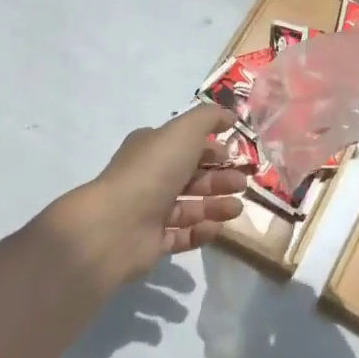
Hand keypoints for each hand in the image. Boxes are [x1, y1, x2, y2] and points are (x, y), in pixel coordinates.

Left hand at [49, 103, 248, 288]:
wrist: (116, 225)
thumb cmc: (153, 171)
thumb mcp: (183, 132)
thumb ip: (208, 118)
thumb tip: (228, 115)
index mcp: (152, 149)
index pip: (185, 145)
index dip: (211, 149)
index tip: (234, 154)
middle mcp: (149, 178)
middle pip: (191, 177)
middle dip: (219, 179)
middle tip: (242, 184)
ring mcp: (149, 212)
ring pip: (190, 207)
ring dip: (215, 206)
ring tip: (236, 209)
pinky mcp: (152, 242)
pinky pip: (182, 235)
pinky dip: (201, 231)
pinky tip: (217, 228)